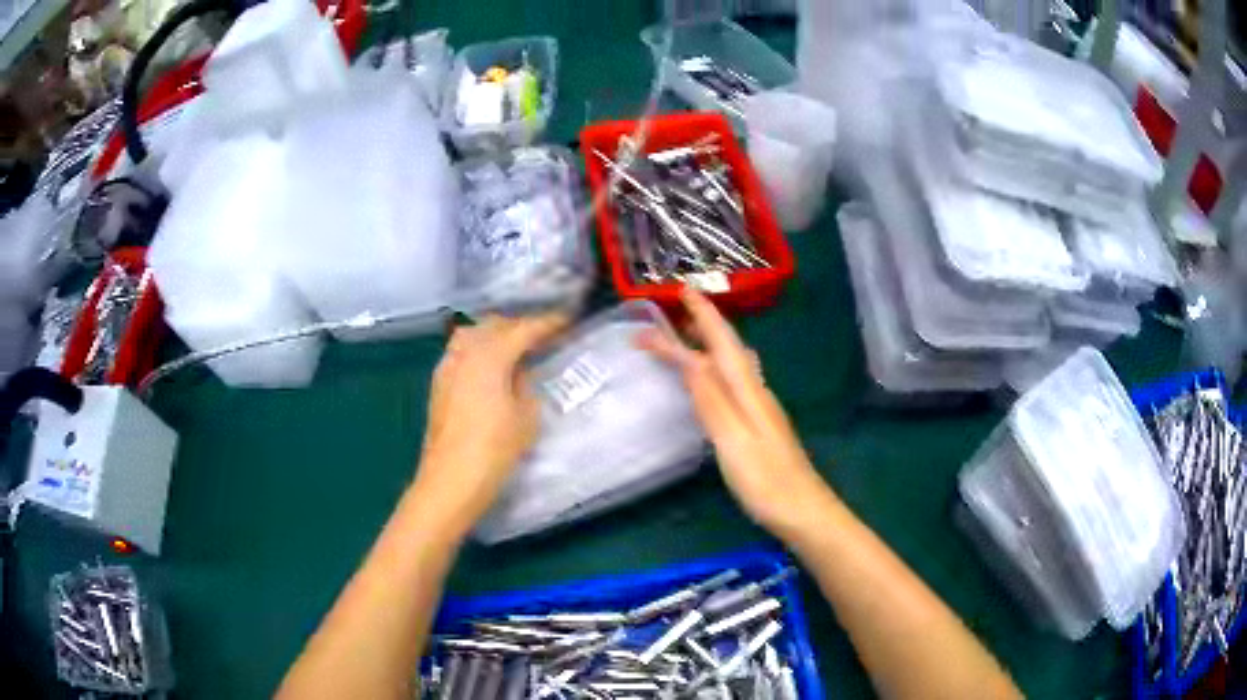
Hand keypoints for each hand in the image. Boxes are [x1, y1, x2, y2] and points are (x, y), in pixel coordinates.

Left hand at [414, 314, 568, 534]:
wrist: (451, 480)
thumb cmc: (494, 449)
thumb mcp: (526, 417)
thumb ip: (525, 385)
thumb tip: (519, 372)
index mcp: (490, 355)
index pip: (523, 329)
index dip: (547, 323)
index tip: (567, 320)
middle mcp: (464, 352)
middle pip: (493, 325)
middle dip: (518, 326)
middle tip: (542, 336)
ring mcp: (447, 366)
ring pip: (472, 335)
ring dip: (495, 335)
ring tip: (516, 349)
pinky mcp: (438, 384)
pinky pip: (461, 352)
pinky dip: (479, 351)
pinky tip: (491, 368)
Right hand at [638, 289, 835, 536]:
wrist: (803, 511)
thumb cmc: (766, 480)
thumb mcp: (732, 440)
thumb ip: (711, 399)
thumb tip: (689, 359)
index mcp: (747, 391)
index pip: (720, 343)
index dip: (702, 316)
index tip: (680, 290)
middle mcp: (756, 392)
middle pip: (728, 349)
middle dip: (704, 324)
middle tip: (677, 310)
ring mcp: (760, 409)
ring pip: (732, 365)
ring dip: (710, 345)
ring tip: (688, 338)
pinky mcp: (760, 426)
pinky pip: (732, 383)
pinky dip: (715, 370)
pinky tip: (713, 382)